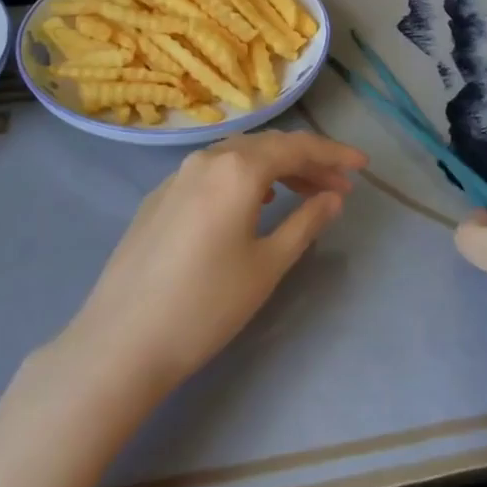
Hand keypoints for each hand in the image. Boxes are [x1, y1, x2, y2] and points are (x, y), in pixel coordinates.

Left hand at [58, 130, 367, 395]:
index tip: (363, 165)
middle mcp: (206, 158)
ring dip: (275, 169)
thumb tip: (333, 196)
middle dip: (307, 161)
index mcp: (237, 168)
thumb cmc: (206, 304)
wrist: (122, 340)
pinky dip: (243, 178)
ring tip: (303, 193)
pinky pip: (212, 172)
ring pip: (238, 156)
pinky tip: (252, 202)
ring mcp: (177, 176)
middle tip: (339, 186)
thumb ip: (306, 222)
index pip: (296, 147)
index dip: (334, 154)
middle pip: (267, 147)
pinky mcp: (159, 197)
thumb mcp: (267, 265)